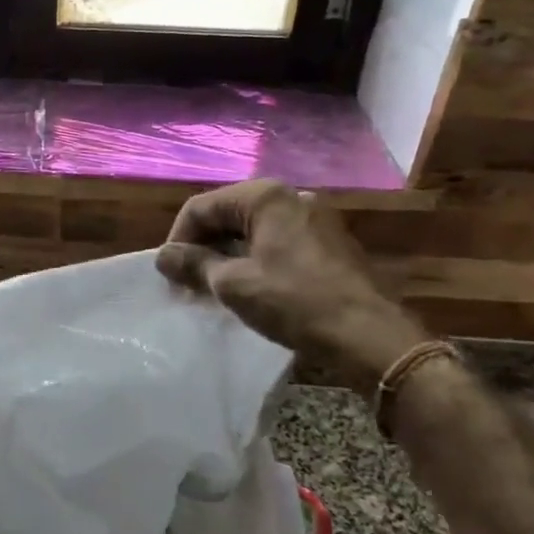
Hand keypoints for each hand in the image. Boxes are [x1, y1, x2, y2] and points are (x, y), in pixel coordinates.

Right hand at [155, 180, 430, 389]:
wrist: (370, 336)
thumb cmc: (295, 302)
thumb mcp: (234, 285)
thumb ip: (194, 264)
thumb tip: (164, 257)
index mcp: (265, 197)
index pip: (202, 207)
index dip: (178, 239)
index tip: (169, 275)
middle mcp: (290, 197)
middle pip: (227, 214)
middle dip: (202, 247)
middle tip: (187, 285)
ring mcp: (313, 218)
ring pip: (252, 230)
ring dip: (226, 256)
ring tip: (213, 290)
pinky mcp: (327, 242)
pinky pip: (276, 242)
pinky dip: (253, 261)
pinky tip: (248, 289)